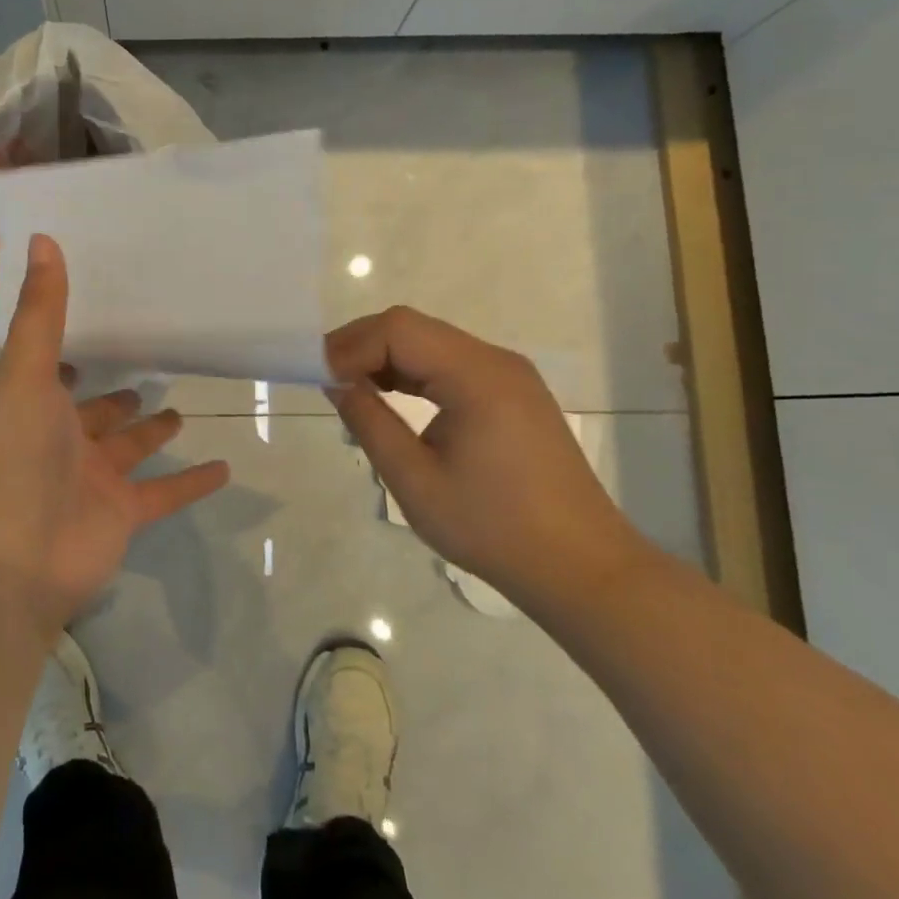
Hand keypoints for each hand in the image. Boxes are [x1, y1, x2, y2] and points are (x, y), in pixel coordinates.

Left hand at [0, 234, 230, 636]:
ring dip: (153, 430)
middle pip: (96, 411)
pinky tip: (226, 465)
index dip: (68, 348)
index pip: (53, 368)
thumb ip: (43, 311)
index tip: (98, 318)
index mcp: (35, 405)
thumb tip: (45, 238)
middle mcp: (63, 440)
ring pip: (131, 449)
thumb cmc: (16, 457)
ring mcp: (94, 480)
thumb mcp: (27, 374)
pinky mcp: (123, 514)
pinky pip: (165, 492)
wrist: (16, 560)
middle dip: (118, 394)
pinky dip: (192, 482)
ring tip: (181, 406)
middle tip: (150, 363)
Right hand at [325, 306, 640, 599]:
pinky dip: (414, 374)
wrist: (581, 569)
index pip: (398, 330)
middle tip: (324, 380)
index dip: (350, 345)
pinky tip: (390, 398)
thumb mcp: (414, 481)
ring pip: (431, 344)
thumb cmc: (492, 528)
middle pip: (414, 329)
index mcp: (477, 376)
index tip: (318, 378)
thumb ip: (369, 422)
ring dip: (386, 359)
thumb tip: (336, 383)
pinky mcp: (513, 395)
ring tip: (349, 389)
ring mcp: (509, 376)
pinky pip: (452, 366)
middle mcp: (496, 361)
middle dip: (362, 347)